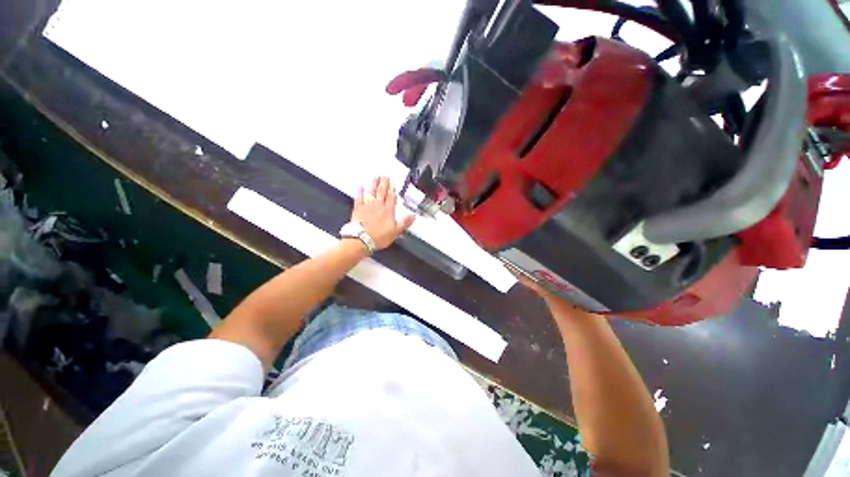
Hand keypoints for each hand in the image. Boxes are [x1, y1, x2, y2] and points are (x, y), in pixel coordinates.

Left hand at [352, 177, 415, 249]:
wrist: (362, 239)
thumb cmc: (378, 237)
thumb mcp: (396, 231)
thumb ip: (404, 222)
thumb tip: (413, 216)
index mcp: (388, 211)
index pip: (391, 197)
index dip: (392, 189)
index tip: (393, 182)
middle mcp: (378, 206)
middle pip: (382, 192)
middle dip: (384, 183)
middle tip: (385, 176)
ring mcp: (367, 206)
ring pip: (371, 192)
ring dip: (374, 184)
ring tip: (376, 177)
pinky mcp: (358, 210)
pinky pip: (359, 198)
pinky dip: (360, 192)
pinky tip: (360, 187)